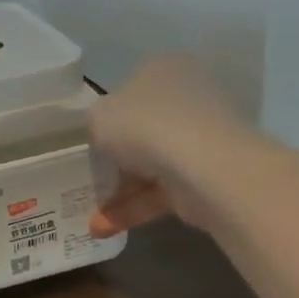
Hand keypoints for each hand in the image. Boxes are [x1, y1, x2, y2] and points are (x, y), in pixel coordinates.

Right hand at [88, 55, 257, 236]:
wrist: (205, 166)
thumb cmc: (144, 125)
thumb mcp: (99, 116)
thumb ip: (97, 123)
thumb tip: (107, 135)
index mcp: (163, 69)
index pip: (130, 88)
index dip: (108, 114)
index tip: (90, 139)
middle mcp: (187, 97)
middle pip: (142, 128)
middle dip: (115, 159)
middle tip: (90, 177)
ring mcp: (202, 138)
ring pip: (152, 164)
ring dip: (120, 191)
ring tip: (91, 217)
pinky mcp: (208, 176)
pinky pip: (163, 190)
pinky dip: (135, 208)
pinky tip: (105, 227)